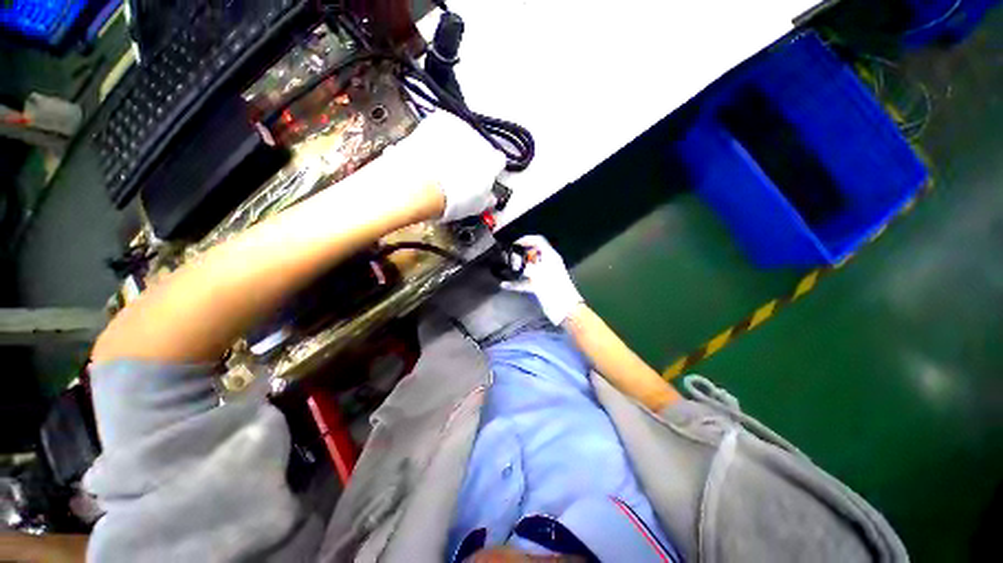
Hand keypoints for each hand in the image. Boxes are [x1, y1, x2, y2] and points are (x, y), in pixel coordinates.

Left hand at [389, 111, 504, 221]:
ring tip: (442, 163)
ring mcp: (459, 129)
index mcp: (492, 163)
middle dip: (472, 157)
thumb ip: (487, 198)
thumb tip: (489, 198)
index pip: (498, 161)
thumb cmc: (449, 197)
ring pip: (461, 135)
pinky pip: (441, 125)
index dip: (490, 169)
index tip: (484, 175)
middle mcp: (480, 142)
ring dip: (455, 146)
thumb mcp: (476, 206)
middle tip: (459, 173)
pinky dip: (436, 135)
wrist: (422, 186)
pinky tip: (430, 150)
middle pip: (480, 147)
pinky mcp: (438, 121)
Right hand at [501, 235, 583, 325]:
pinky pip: (525, 281)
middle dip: (519, 255)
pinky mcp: (539, 286)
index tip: (513, 245)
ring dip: (516, 268)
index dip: (526, 240)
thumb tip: (515, 261)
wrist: (565, 310)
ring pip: (527, 267)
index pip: (538, 241)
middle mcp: (547, 264)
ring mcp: (543, 275)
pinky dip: (516, 282)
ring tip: (505, 269)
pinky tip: (505, 285)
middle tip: (508, 259)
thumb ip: (526, 266)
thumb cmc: (555, 289)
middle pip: (531, 254)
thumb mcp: (540, 275)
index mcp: (550, 256)